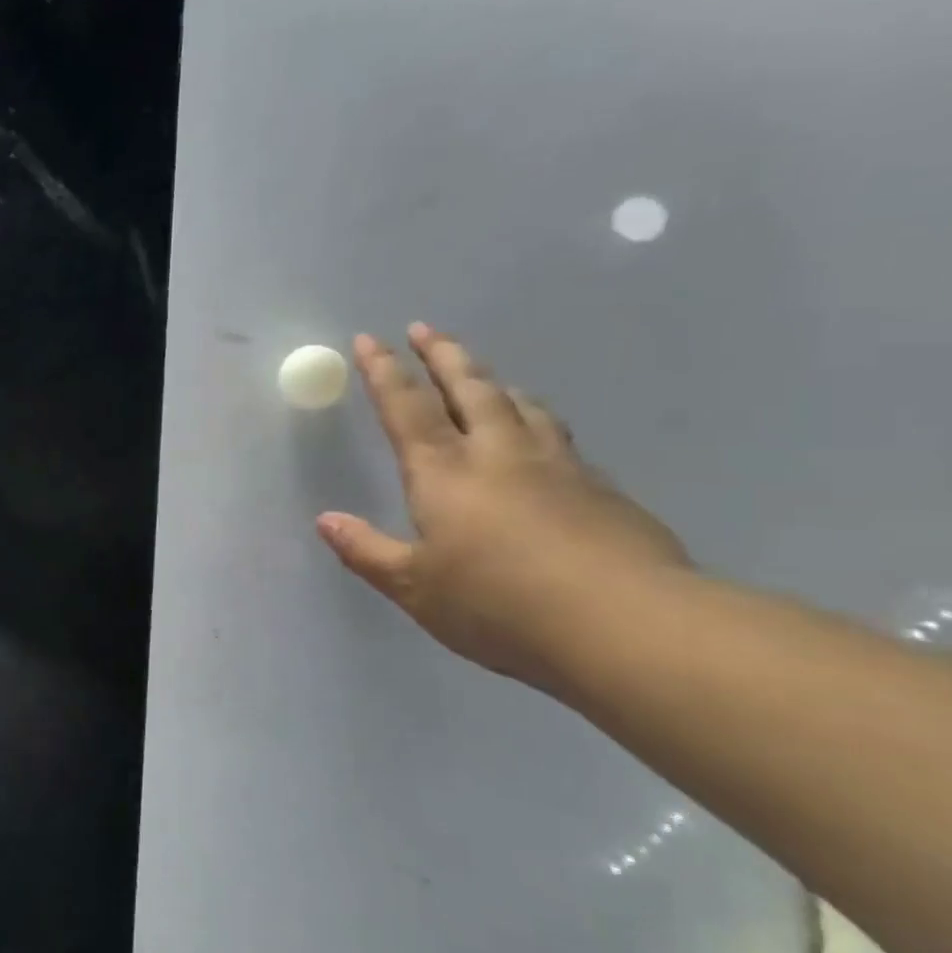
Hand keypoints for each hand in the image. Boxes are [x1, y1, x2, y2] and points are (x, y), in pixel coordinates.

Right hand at [318, 324, 689, 691]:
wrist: (626, 625)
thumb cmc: (500, 605)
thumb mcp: (415, 588)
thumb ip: (367, 551)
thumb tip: (325, 520)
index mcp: (444, 473)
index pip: (406, 408)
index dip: (383, 372)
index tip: (369, 338)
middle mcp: (498, 454)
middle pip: (468, 388)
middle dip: (442, 355)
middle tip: (425, 328)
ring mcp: (556, 465)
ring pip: (519, 404)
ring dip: (492, 381)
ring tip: (479, 372)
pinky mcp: (601, 488)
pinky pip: (556, 435)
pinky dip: (534, 418)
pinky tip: (539, 435)